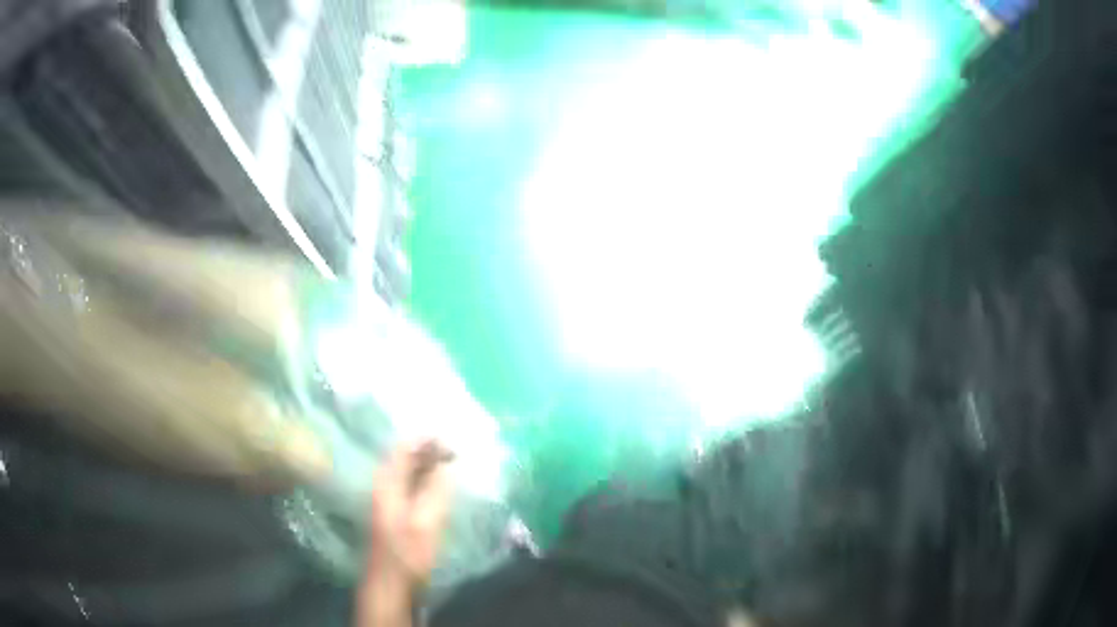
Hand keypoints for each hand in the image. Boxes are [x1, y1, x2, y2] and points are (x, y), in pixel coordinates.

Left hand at [367, 441, 454, 590]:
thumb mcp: (426, 521)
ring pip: (411, 472)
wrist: (391, 584)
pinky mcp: (398, 513)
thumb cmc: (408, 553)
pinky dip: (429, 480)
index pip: (404, 447)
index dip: (427, 439)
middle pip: (406, 457)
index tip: (454, 438)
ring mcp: (390, 499)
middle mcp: (385, 485)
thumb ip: (436, 489)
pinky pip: (414, 486)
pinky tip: (444, 486)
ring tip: (455, 463)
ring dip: (431, 465)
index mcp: (387, 482)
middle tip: (459, 450)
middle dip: (431, 450)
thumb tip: (447, 462)